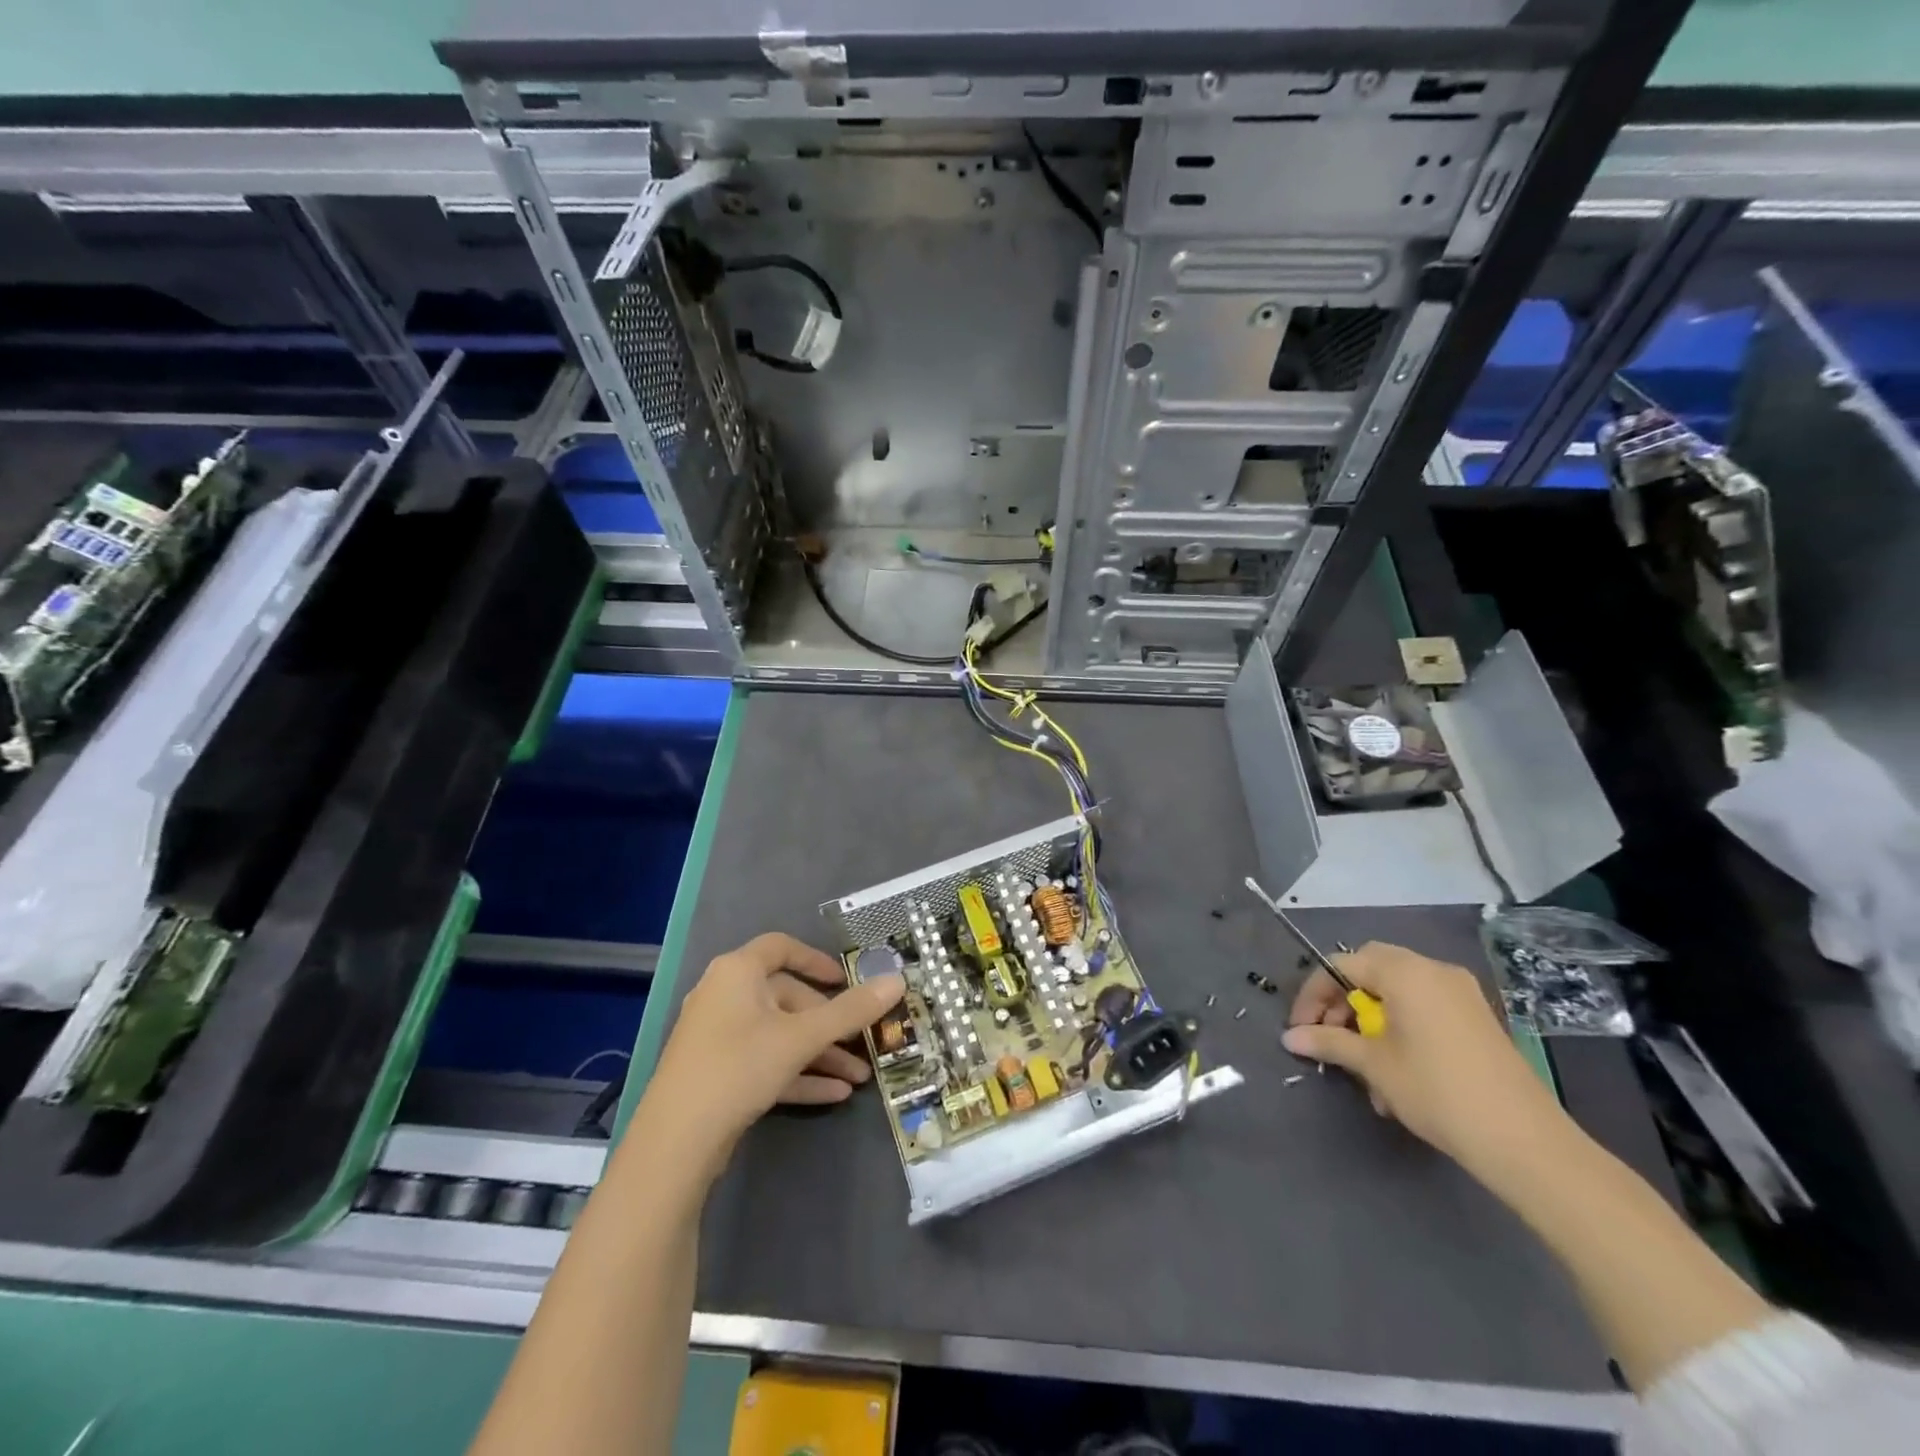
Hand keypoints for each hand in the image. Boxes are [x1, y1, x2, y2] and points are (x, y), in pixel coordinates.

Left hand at [643, 933, 904, 1177]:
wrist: (675, 1143)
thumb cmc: (739, 1067)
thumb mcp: (802, 1038)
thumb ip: (851, 1011)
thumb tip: (898, 980)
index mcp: (737, 972)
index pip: (780, 948)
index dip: (816, 960)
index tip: (846, 980)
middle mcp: (724, 995)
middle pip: (787, 998)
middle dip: (829, 1024)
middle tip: (863, 1043)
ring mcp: (718, 1037)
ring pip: (779, 1035)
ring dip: (819, 1054)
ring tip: (859, 1078)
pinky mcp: (717, 1074)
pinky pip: (765, 1062)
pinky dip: (797, 1074)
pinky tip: (834, 1095)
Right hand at [1282, 941, 1571, 1172]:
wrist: (1524, 1141)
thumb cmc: (1436, 1091)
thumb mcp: (1374, 1065)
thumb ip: (1329, 1042)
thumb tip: (1289, 1037)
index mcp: (1404, 971)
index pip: (1341, 965)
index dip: (1313, 995)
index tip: (1299, 1028)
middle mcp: (1432, 969)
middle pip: (1370, 969)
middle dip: (1343, 1000)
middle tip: (1328, 1035)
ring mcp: (1461, 992)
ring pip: (1397, 989)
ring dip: (1371, 1016)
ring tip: (1361, 1061)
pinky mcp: (1477, 1017)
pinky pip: (1424, 1005)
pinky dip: (1400, 1024)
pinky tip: (1396, 1068)